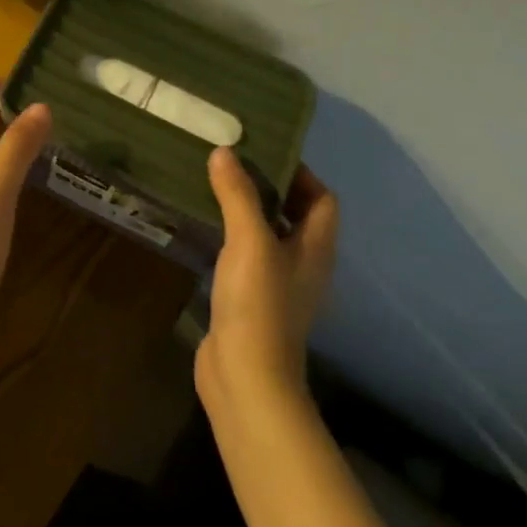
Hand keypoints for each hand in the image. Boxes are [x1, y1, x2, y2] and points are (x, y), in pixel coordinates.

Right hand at [197, 150, 338, 416]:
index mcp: (315, 247)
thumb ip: (237, 194)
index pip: (322, 199)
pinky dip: (230, 237)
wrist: (245, 376)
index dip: (301, 174)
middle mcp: (303, 263)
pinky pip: (245, 256)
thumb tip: (225, 150)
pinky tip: (204, 227)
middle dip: (269, 187)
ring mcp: (278, 284)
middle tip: (232, 163)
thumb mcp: (249, 239)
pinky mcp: (252, 301)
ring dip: (246, 211)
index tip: (265, 154)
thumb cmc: (258, 302)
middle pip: (295, 215)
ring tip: (214, 185)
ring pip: (267, 235)